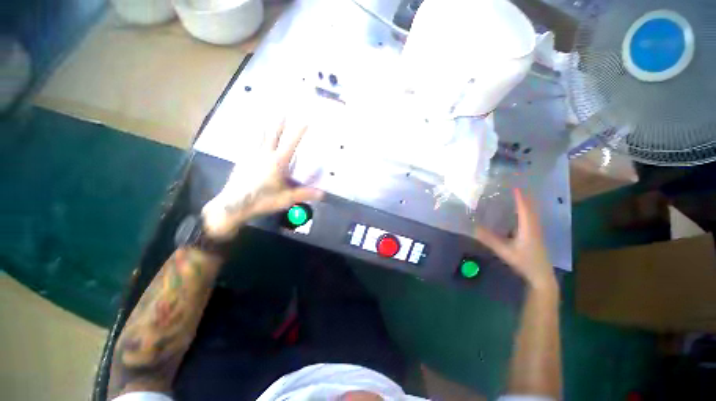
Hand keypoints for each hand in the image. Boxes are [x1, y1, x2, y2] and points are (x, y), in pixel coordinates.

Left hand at [201, 119, 322, 238]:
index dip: (299, 131)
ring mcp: (251, 156)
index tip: (306, 120)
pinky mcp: (242, 160)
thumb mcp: (287, 198)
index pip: (291, 143)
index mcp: (278, 162)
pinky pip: (249, 144)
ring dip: (264, 125)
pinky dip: (252, 136)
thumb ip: (305, 194)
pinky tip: (251, 135)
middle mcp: (265, 155)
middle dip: (279, 122)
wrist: (235, 205)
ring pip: (259, 136)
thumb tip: (323, 194)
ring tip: (265, 115)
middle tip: (283, 110)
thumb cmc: (263, 200)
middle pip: (273, 135)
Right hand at [474, 188, 555, 288]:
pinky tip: (519, 211)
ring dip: (526, 202)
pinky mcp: (535, 235)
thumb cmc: (524, 262)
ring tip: (517, 195)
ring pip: (532, 212)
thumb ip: (490, 239)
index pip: (524, 208)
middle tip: (514, 186)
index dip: (519, 196)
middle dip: (524, 196)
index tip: (513, 185)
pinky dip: (526, 210)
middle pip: (530, 207)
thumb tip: (474, 228)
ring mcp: (536, 231)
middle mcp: (534, 226)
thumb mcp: (505, 251)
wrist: (541, 275)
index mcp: (528, 227)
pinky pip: (531, 217)